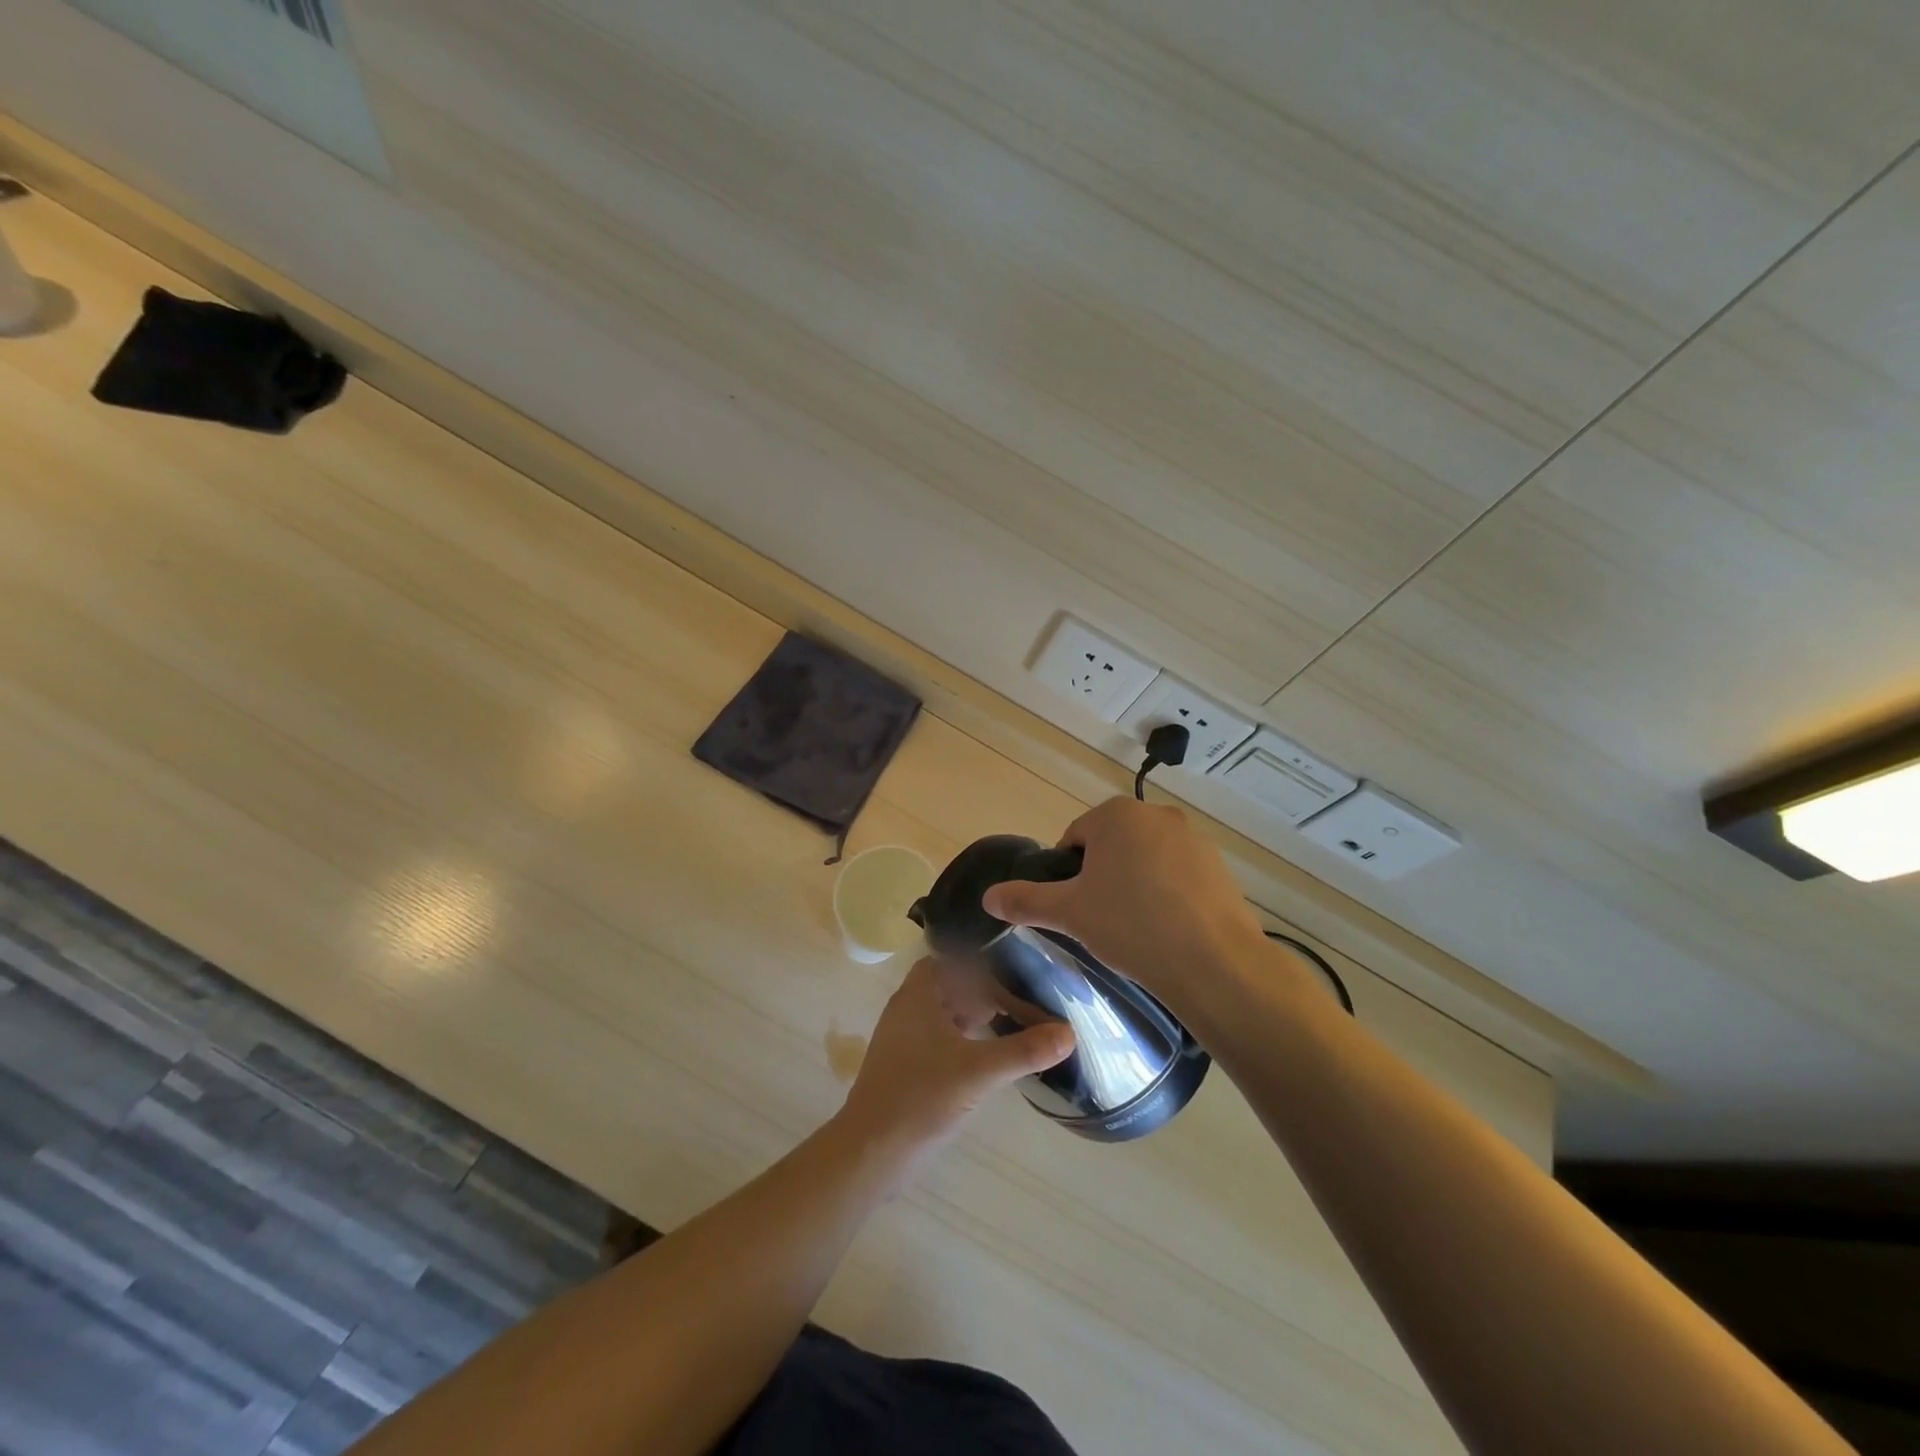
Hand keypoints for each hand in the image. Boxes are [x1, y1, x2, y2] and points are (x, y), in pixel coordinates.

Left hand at [837, 959, 1074, 1157]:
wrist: (870, 1152)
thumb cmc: (921, 1097)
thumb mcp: (979, 1072)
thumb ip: (1024, 1051)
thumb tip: (1069, 1033)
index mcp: (917, 996)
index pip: (947, 961)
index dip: (977, 966)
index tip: (1010, 975)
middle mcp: (905, 1010)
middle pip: (947, 988)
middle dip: (980, 994)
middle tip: (1018, 1004)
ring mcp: (901, 1041)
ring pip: (941, 1016)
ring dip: (971, 1019)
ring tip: (1008, 1029)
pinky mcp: (902, 1068)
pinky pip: (936, 1041)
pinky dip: (961, 1042)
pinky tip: (984, 1061)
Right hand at [981, 798, 1267, 1015]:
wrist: (1214, 963)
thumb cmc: (1131, 926)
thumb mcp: (1069, 913)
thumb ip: (1024, 900)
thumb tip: (987, 897)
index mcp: (1116, 815)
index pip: (1075, 838)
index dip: (1068, 874)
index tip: (1075, 908)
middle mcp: (1157, 815)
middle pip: (1112, 845)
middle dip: (1102, 877)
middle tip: (1101, 919)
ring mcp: (1194, 839)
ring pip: (1147, 860)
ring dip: (1135, 884)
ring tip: (1136, 928)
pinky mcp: (1220, 866)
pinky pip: (1179, 875)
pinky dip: (1168, 895)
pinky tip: (1168, 930)